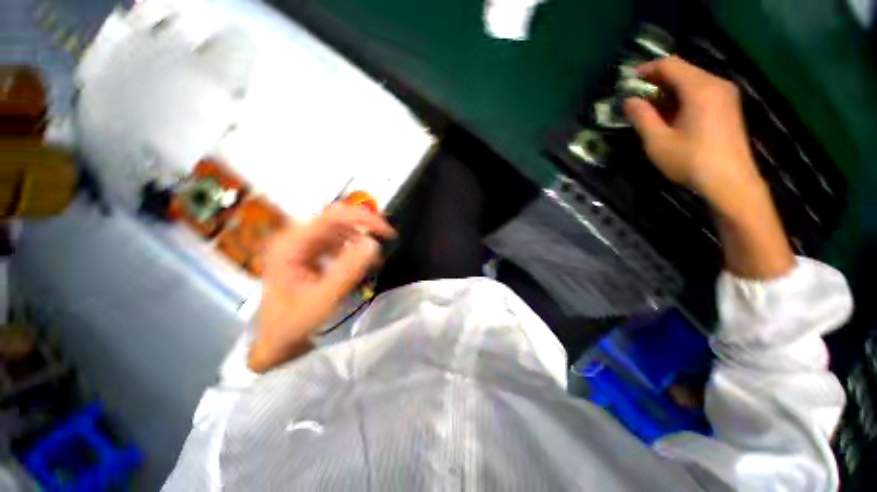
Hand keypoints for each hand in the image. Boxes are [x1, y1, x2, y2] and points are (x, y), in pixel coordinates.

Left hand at [249, 203, 395, 371]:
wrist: (277, 340)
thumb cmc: (293, 322)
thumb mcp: (323, 299)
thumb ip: (348, 270)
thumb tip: (373, 244)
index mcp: (290, 244)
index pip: (332, 217)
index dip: (363, 219)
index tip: (387, 232)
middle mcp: (295, 237)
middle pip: (336, 219)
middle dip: (364, 227)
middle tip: (387, 239)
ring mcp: (302, 244)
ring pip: (339, 229)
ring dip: (360, 239)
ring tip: (373, 258)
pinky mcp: (310, 252)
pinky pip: (338, 241)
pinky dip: (354, 248)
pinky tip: (361, 262)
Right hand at [623, 56, 764, 215]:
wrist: (731, 181)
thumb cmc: (691, 161)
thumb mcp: (658, 142)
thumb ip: (642, 117)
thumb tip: (629, 101)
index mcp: (699, 88)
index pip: (670, 65)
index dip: (647, 70)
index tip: (629, 82)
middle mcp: (716, 84)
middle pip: (682, 71)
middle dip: (657, 82)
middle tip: (637, 99)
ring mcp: (725, 95)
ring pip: (692, 81)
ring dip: (669, 92)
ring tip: (650, 110)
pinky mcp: (728, 107)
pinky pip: (701, 92)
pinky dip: (683, 98)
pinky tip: (671, 116)